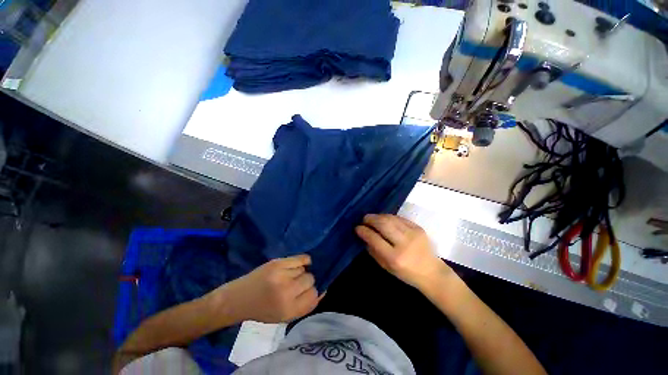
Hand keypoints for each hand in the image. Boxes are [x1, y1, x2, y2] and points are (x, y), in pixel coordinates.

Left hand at [221, 255, 322, 322]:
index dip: (312, 293)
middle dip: (306, 282)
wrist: (239, 298)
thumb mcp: (284, 317)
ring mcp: (281, 275)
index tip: (306, 293)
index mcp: (288, 310)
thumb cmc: (262, 310)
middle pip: (310, 280)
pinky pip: (300, 258)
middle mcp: (286, 292)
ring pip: (304, 269)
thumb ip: (305, 306)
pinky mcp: (277, 263)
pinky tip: (303, 262)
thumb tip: (323, 290)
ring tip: (290, 276)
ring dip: (300, 273)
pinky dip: (303, 260)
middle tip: (296, 284)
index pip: (314, 296)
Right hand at [356, 214, 451, 289]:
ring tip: (372, 218)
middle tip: (363, 219)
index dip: (364, 231)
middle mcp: (404, 243)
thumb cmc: (406, 273)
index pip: (374, 239)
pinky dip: (389, 217)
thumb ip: (373, 251)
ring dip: (378, 216)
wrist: (432, 272)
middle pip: (383, 224)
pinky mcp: (418, 228)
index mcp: (395, 258)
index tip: (357, 228)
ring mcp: (413, 234)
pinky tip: (384, 219)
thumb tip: (364, 236)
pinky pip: (399, 218)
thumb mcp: (386, 267)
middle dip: (370, 219)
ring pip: (390, 218)